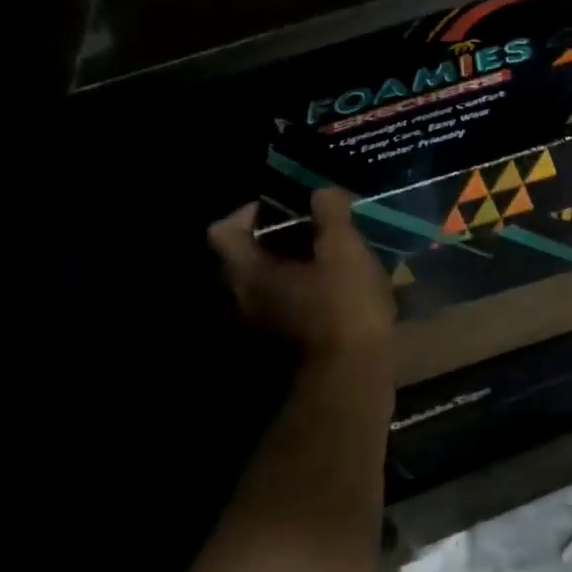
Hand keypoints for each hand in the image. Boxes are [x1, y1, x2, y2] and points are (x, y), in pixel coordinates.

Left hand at [208, 187, 395, 361]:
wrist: (350, 381)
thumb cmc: (342, 309)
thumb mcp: (344, 252)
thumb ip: (331, 216)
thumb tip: (322, 190)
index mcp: (245, 273)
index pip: (222, 230)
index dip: (250, 212)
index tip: (286, 207)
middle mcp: (239, 302)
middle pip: (244, 260)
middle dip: (277, 242)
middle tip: (315, 231)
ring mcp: (258, 331)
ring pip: (266, 288)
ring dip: (292, 272)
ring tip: (333, 262)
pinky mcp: (281, 352)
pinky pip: (285, 312)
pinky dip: (304, 298)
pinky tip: (339, 296)